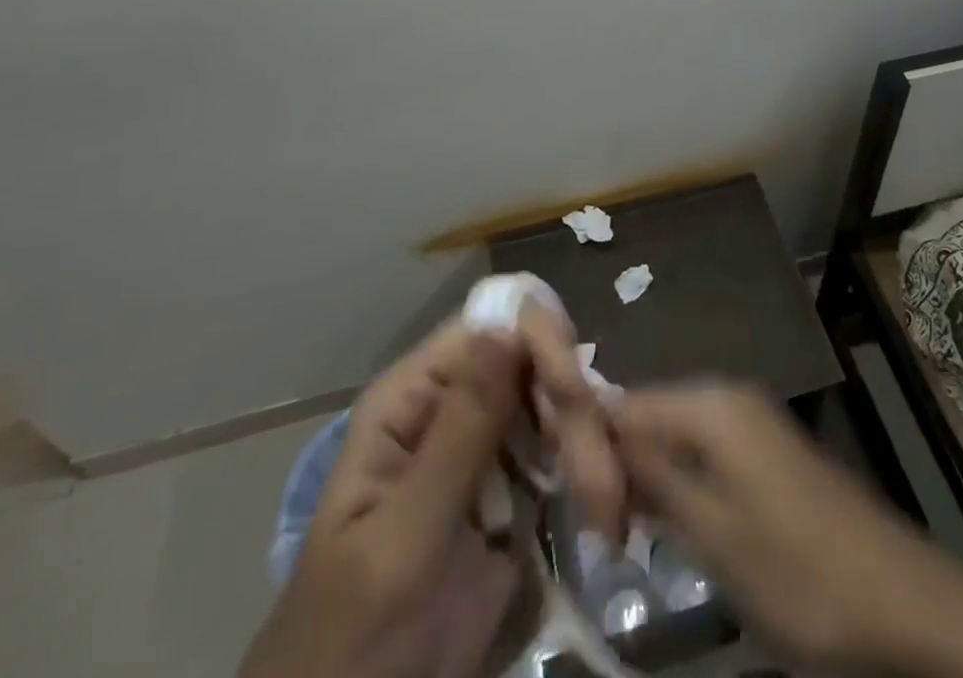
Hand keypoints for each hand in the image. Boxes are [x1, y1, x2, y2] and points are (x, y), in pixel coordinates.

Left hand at [241, 308, 629, 677]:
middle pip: (530, 363)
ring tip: (606, 500)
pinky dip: (586, 469)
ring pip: (554, 406)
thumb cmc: (356, 635)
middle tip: (599, 477)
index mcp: (412, 398)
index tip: (576, 394)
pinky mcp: (515, 492)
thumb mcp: (405, 537)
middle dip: (571, 407)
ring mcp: (486, 449)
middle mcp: (452, 407)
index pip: (488, 329)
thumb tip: (507, 326)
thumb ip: (459, 432)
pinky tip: (606, 500)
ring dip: (587, 443)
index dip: (537, 343)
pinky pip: (560, 454)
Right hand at [618, 382, 953, 666]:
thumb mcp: (714, 534)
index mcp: (710, 404)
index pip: (626, 403)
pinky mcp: (766, 451)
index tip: (572, 503)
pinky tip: (670, 521)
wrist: (903, 600)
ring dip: (648, 476)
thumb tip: (598, 438)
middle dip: (620, 463)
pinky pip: (704, 451)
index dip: (592, 445)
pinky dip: (680, 481)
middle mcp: (727, 396)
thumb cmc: (799, 570)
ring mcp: (751, 421)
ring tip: (624, 529)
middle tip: (599, 527)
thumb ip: (653, 480)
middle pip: (650, 414)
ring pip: (675, 434)